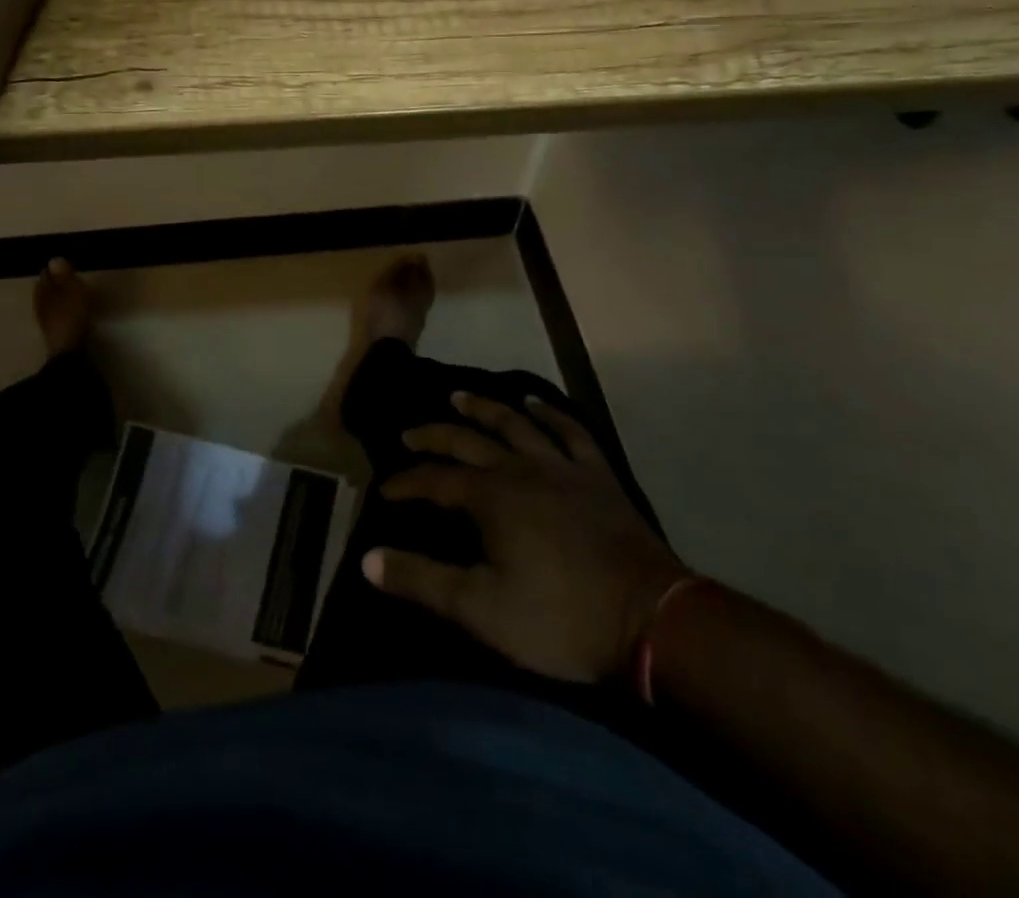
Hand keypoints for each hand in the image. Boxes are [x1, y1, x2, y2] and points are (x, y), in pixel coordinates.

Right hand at [362, 391, 690, 683]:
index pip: (434, 481)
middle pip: (467, 441)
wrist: (651, 621)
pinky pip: (570, 432)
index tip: (385, 490)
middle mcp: (520, 468)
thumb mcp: (481, 609)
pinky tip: (535, 403)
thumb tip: (367, 559)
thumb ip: (422, 581)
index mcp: (490, 497)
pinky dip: (550, 414)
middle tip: (410, 434)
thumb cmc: (560, 618)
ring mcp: (562, 467)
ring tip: (459, 397)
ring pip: (514, 424)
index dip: (406, 484)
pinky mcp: (597, 475)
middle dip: (434, 437)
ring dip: (483, 408)